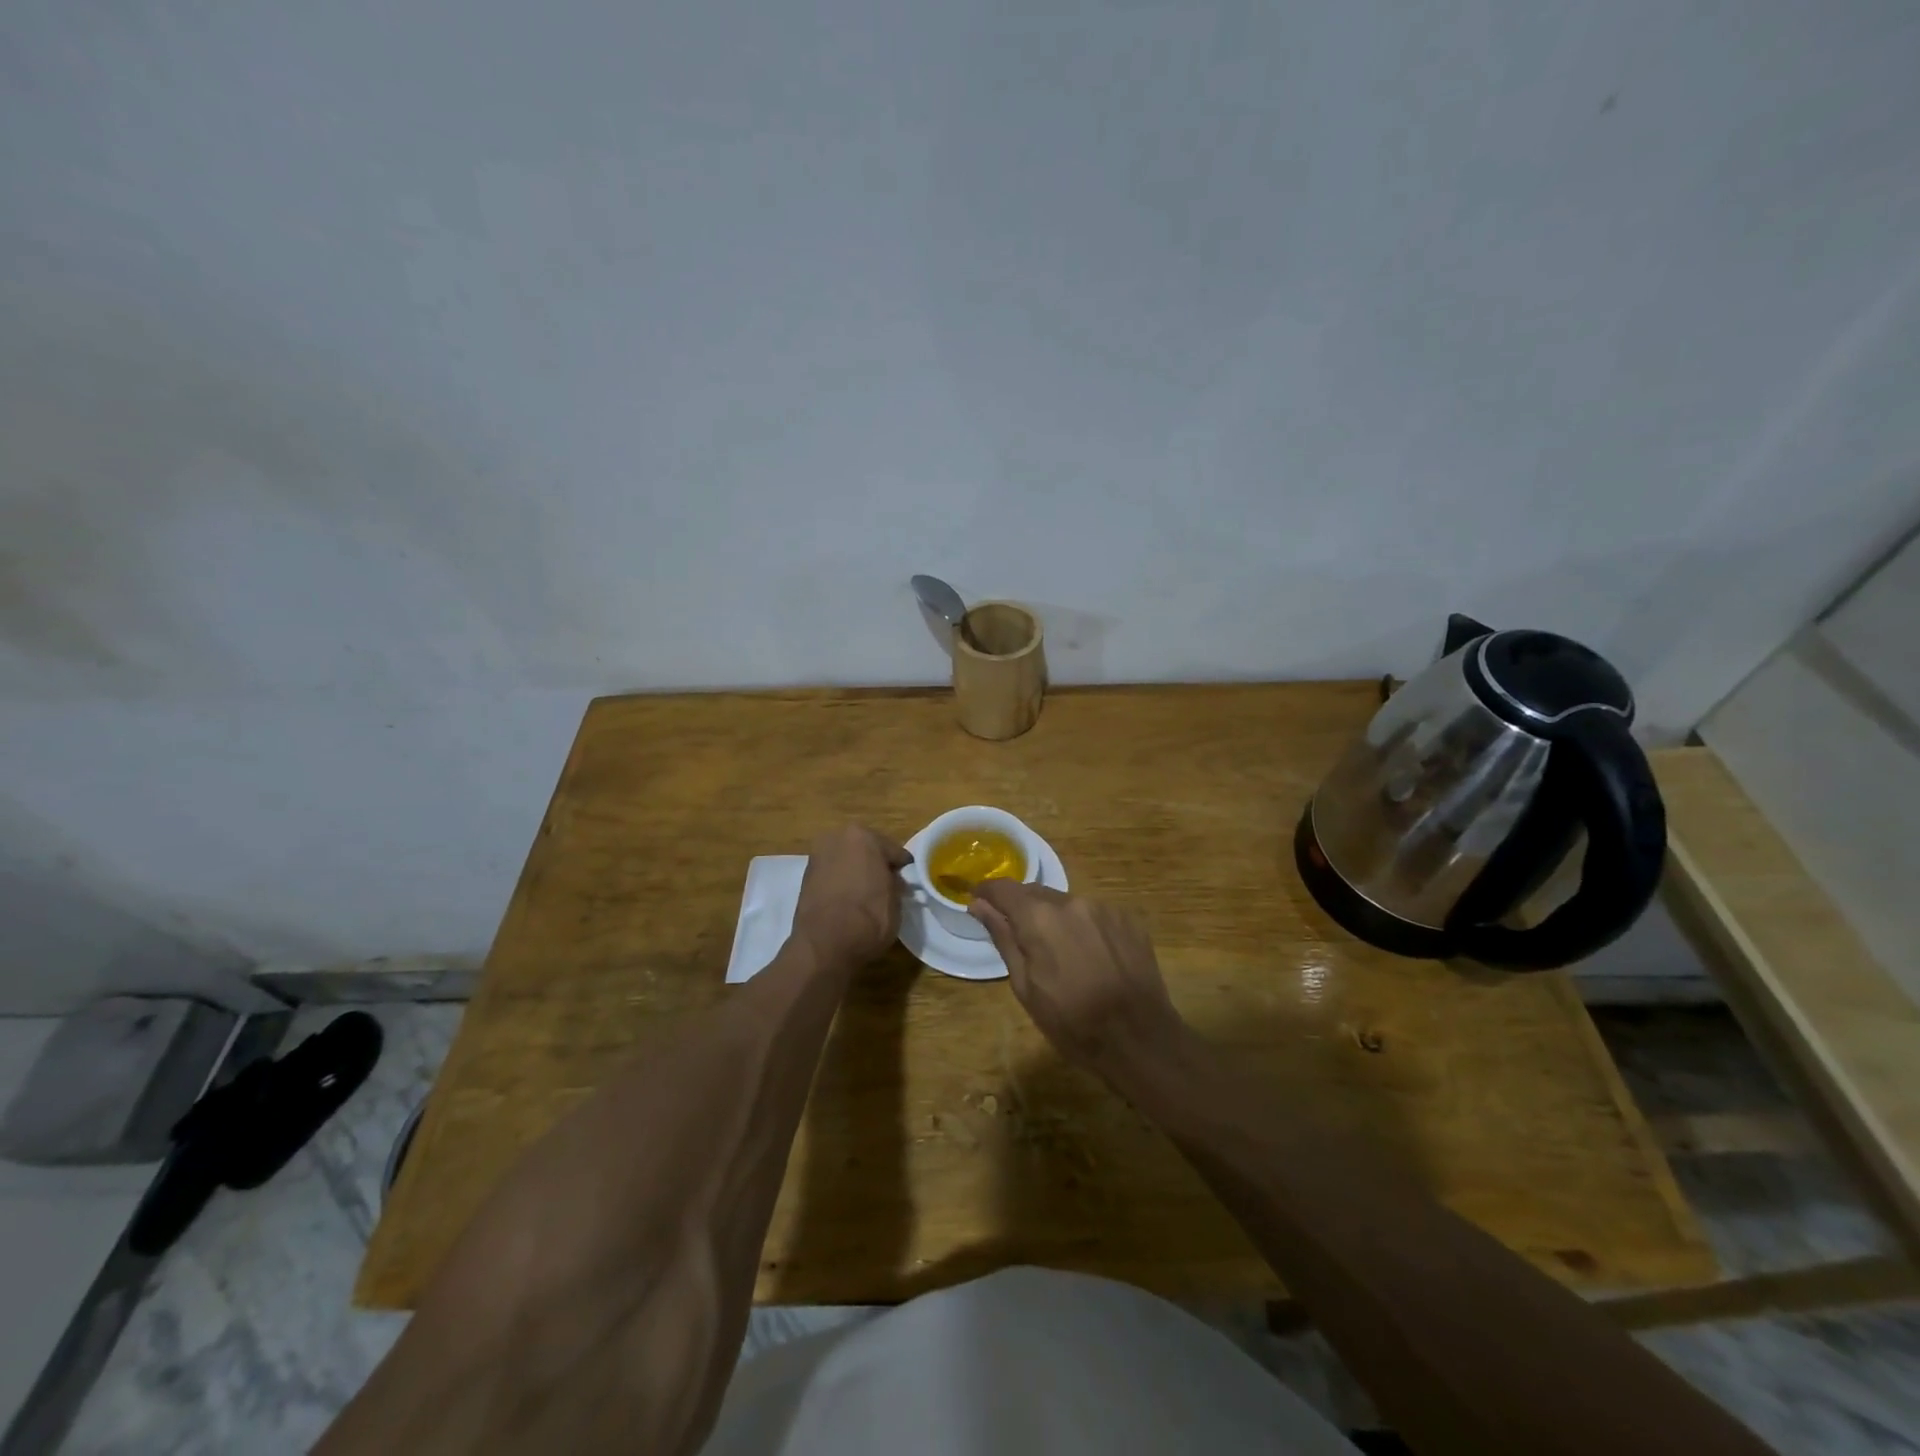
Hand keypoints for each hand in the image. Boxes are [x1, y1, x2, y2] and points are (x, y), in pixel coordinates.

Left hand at [792, 825, 912, 967]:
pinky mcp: (804, 878)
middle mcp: (836, 838)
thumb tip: (892, 881)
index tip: (907, 881)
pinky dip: (840, 883)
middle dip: (875, 865)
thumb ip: (895, 882)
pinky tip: (848, 901)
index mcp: (862, 835)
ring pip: (846, 861)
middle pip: (865, 850)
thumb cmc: (869, 917)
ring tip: (866, 896)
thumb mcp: (896, 900)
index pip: (892, 850)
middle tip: (886, 886)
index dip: (901, 867)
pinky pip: (832, 876)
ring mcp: (817, 857)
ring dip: (855, 873)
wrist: (825, 945)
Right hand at [969, 882, 1184, 1077]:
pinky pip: (1094, 914)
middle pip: (1036, 893)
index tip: (979, 903)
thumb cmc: (1072, 1022)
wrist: (1139, 1039)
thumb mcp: (1025, 987)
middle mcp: (1071, 901)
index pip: (1003, 888)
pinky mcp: (1128, 918)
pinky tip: (1091, 957)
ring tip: (1061, 954)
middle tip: (1021, 940)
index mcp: (1039, 918)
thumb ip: (1003, 938)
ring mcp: (1103, 907)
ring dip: (1056, 919)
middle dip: (1023, 909)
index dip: (987, 893)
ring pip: (1066, 903)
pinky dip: (1084, 927)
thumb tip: (979, 905)